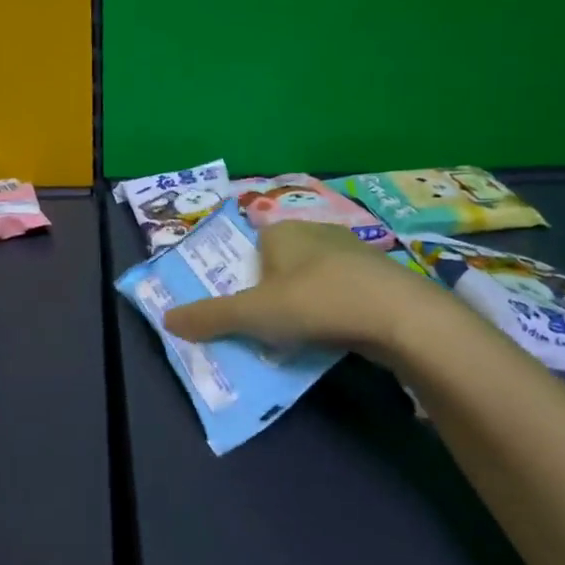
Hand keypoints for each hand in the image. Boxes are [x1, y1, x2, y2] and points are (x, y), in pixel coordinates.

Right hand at [162, 220, 424, 353]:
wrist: (399, 315)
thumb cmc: (315, 302)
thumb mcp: (253, 314)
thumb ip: (210, 317)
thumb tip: (166, 319)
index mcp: (281, 230)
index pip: (252, 245)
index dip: (245, 275)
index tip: (245, 307)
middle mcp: (315, 231)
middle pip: (282, 261)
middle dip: (274, 289)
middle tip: (268, 325)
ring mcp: (352, 251)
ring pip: (315, 275)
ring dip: (306, 300)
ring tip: (301, 334)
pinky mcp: (379, 275)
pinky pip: (344, 289)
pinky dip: (335, 307)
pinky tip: (336, 331)